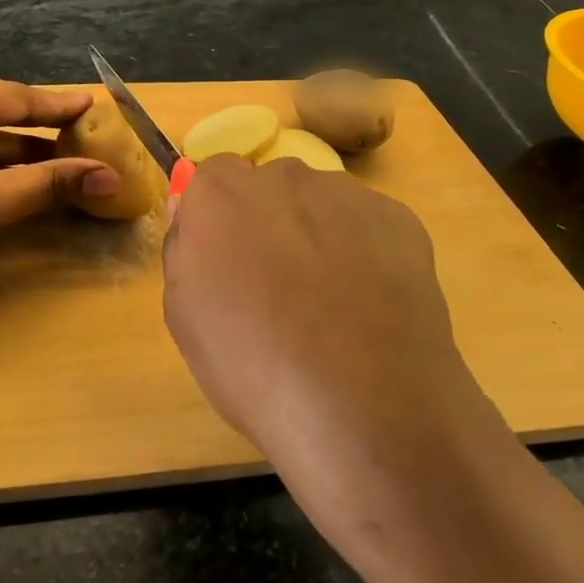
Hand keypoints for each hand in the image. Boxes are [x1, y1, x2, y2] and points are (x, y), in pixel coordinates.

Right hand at [162, 156, 503, 507]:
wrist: (363, 406)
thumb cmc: (253, 365)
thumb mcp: (184, 315)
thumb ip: (184, 247)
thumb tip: (192, 212)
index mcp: (221, 194)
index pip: (212, 178)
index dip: (220, 221)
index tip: (228, 264)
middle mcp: (283, 176)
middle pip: (269, 187)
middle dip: (270, 223)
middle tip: (279, 288)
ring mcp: (347, 194)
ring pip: (322, 204)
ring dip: (319, 235)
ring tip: (332, 305)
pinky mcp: (399, 218)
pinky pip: (368, 225)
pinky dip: (365, 252)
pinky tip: (370, 306)